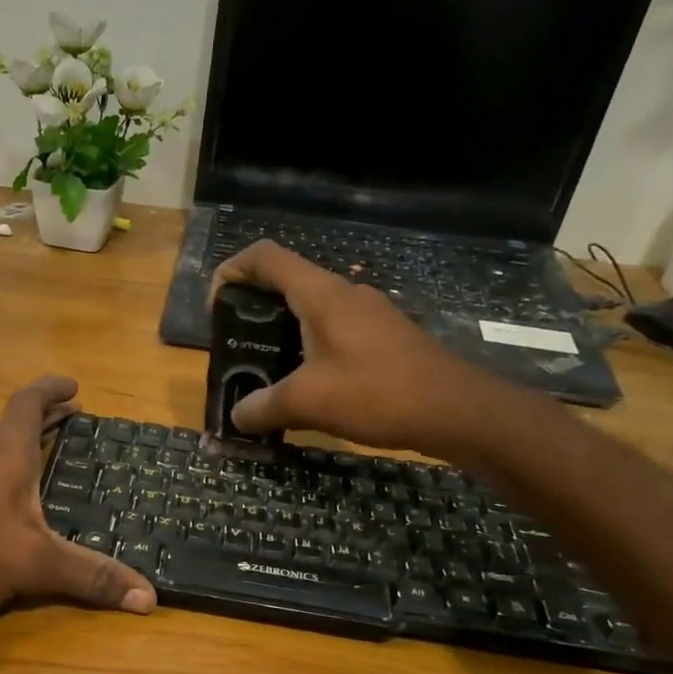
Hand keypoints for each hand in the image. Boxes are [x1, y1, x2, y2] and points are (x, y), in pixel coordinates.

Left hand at [0, 376, 156, 626]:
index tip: (73, 386)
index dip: (50, 390)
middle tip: (70, 418)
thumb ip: (91, 577)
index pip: (27, 404)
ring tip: (40, 458)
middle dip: (42, 420)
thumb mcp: (36, 564)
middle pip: (10, 426)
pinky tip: (1, 506)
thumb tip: (150, 597)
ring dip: (16, 448)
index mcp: (3, 455)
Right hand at [210, 240, 505, 455]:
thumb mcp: (308, 402)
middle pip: (287, 281)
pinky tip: (310, 383)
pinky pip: (336, 329)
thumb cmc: (376, 393)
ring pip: (313, 308)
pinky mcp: (386, 336)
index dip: (233, 269)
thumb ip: (263, 406)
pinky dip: (311, 345)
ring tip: (267, 367)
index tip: (216, 303)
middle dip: (254, 306)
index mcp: (321, 295)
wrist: (456, 409)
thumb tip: (237, 416)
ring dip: (283, 329)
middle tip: (237, 343)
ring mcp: (370, 313)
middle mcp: (345, 293)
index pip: (266, 257)